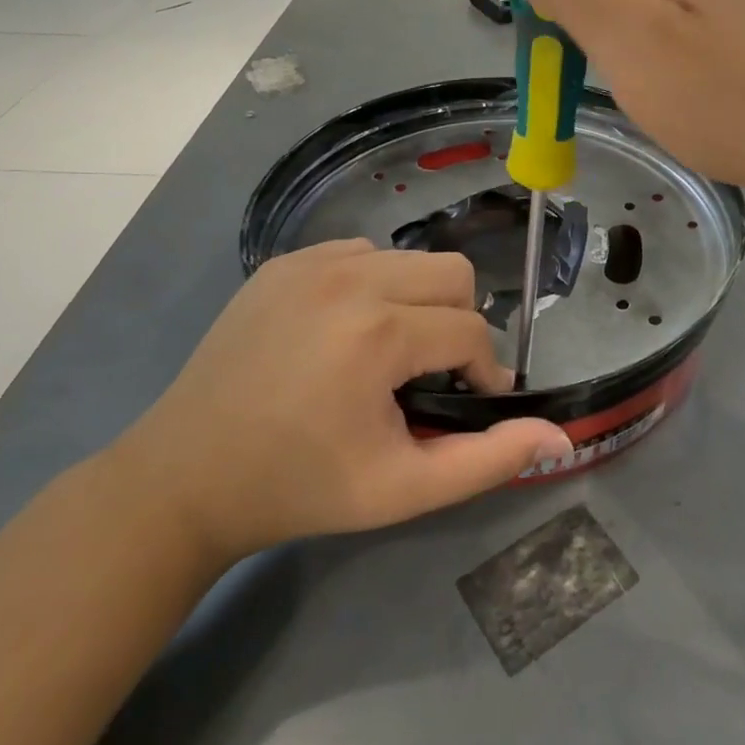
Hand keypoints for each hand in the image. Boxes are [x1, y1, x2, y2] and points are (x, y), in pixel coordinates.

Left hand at [113, 240, 572, 566]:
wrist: (185, 477)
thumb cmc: (300, 487)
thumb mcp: (401, 489)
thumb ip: (487, 460)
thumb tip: (559, 435)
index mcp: (377, 333)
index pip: (470, 332)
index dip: (484, 372)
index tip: (465, 403)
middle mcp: (349, 278)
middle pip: (453, 274)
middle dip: (458, 324)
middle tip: (430, 374)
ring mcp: (311, 261)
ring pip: (410, 259)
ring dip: (418, 302)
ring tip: (387, 354)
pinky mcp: (284, 261)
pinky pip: (361, 254)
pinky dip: (375, 287)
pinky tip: (346, 333)